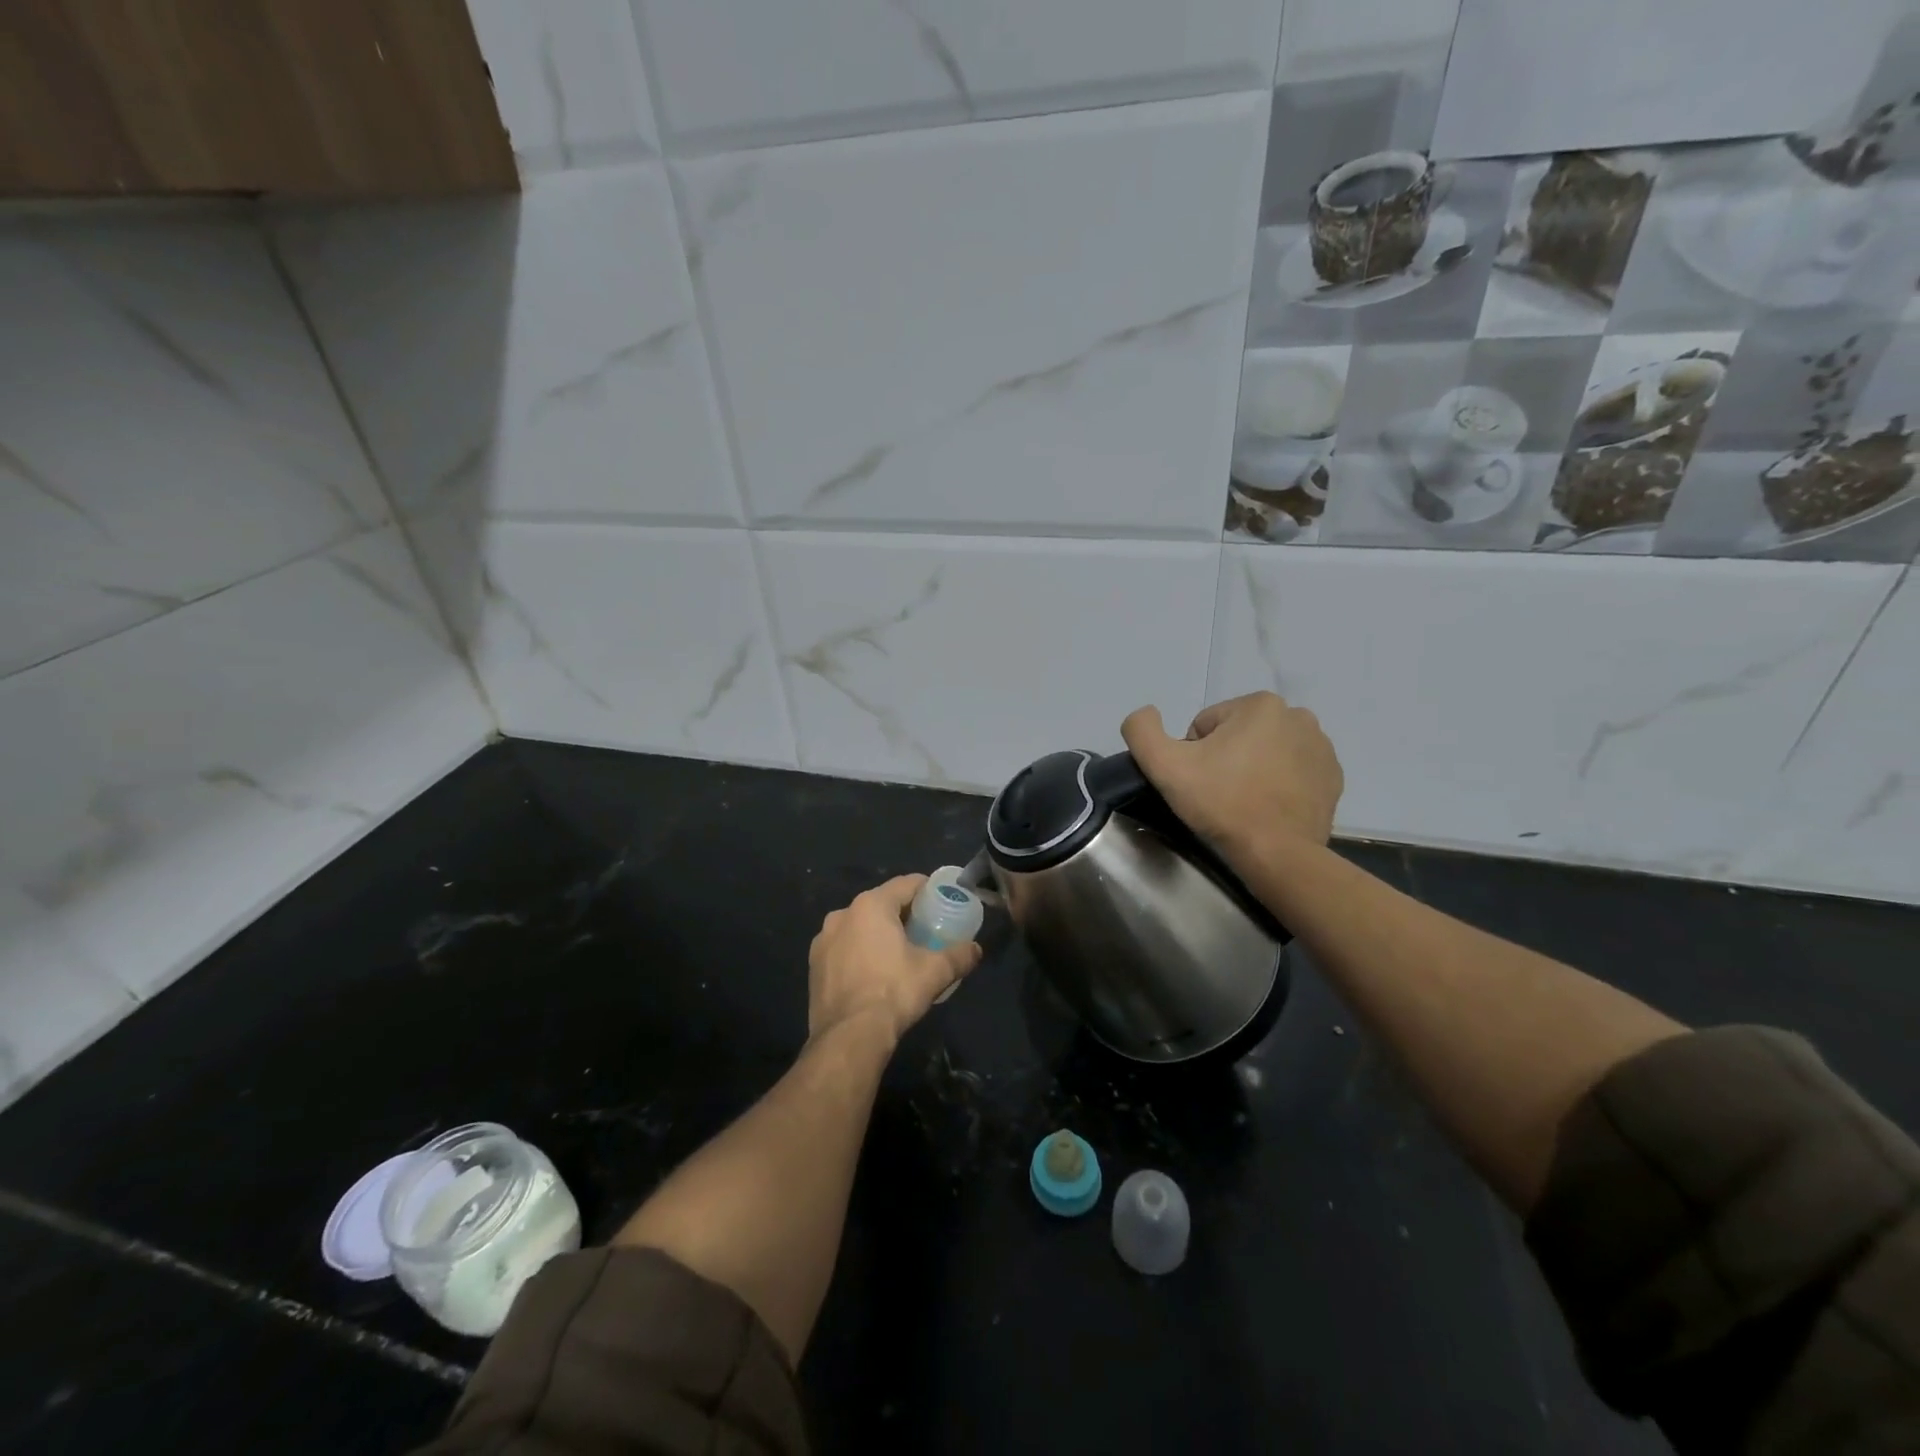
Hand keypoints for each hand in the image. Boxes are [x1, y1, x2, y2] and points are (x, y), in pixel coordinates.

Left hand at [807, 875, 981, 1047]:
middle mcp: (843, 914)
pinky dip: (859, 952)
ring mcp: (823, 939)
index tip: (942, 900)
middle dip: (903, 914)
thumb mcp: (935, 972)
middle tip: (925, 929)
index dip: (927, 889)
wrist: (849, 1037)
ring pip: (859, 926)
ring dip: (878, 933)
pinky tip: (873, 973)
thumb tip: (976, 950)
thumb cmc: (894, 992)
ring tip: (898, 953)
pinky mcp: (814, 965)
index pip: (906, 884)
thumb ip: (959, 956)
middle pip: (881, 903)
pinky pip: (843, 948)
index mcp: (871, 905)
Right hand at [1121, 692, 1342, 857]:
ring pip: (1265, 752)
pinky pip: (1292, 772)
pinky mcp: (1332, 778)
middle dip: (1224, 759)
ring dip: (1251, 770)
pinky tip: (1266, 808)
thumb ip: (1141, 729)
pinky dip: (1277, 785)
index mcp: (1260, 705)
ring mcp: (1321, 748)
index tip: (1198, 781)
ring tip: (1242, 802)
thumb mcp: (1164, 764)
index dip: (1193, 754)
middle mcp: (1298, 716)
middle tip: (1217, 793)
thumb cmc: (1221, 803)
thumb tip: (1146, 713)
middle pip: (1238, 735)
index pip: (1206, 725)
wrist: (1277, 853)